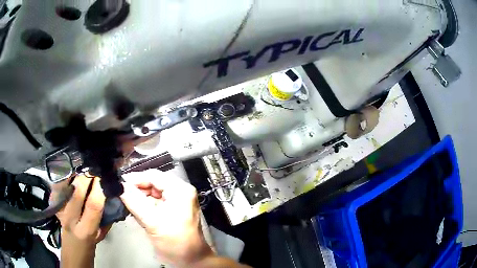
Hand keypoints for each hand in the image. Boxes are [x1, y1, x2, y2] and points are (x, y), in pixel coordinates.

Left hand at [54, 175, 110, 267]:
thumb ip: (105, 219)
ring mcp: (59, 211)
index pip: (92, 205)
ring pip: (66, 186)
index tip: (104, 178)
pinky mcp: (53, 206)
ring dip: (76, 176)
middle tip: (94, 169)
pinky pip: (59, 186)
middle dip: (86, 177)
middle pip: (77, 191)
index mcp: (85, 230)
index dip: (98, 189)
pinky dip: (66, 179)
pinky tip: (72, 176)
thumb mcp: (100, 237)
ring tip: (84, 170)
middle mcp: (69, 219)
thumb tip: (109, 200)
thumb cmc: (88, 248)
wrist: (70, 253)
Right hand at [120, 170, 212, 266]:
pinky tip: (136, 212)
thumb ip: (135, 202)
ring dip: (139, 198)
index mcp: (180, 190)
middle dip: (136, 189)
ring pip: (152, 193)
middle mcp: (179, 192)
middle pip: (152, 183)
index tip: (120, 184)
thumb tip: (120, 186)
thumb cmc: (176, 243)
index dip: (135, 178)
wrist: (191, 261)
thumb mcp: (153, 222)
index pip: (153, 175)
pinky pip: (154, 203)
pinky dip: (144, 206)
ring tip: (127, 204)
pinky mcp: (172, 210)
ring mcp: (176, 201)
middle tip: (122, 195)